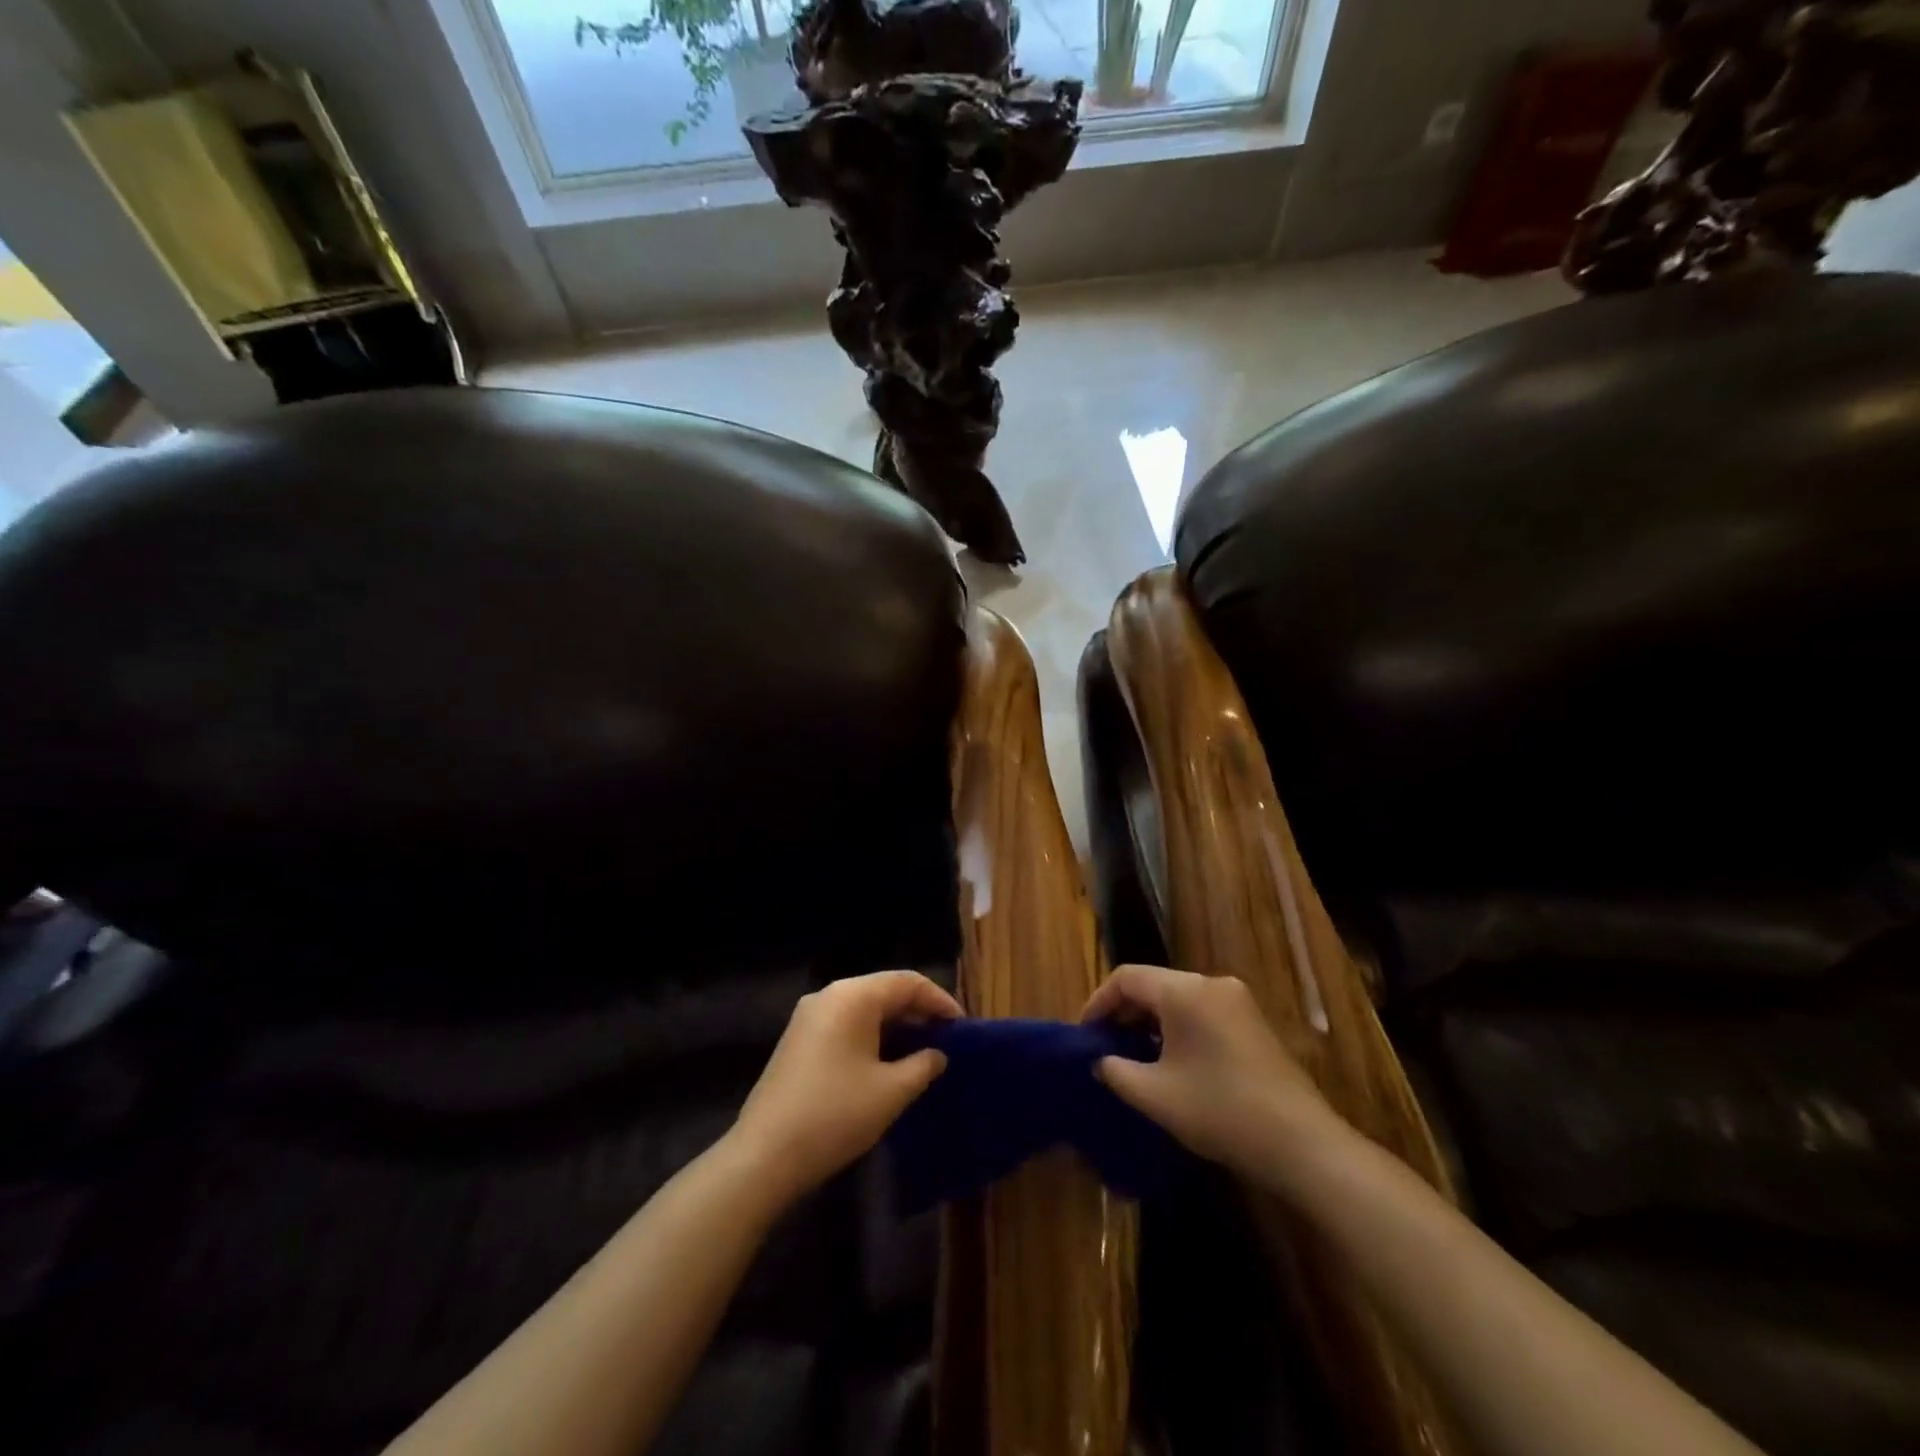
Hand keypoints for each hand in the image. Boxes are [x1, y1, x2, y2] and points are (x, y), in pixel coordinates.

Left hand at [731, 970, 959, 1201]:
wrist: (763, 1156)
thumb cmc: (835, 1115)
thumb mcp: (891, 1092)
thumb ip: (922, 1065)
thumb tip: (937, 1054)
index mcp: (853, 996)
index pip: (907, 982)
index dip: (939, 1001)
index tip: (962, 1027)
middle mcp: (829, 995)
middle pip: (884, 990)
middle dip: (918, 1011)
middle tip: (946, 1038)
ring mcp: (809, 1017)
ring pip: (864, 1008)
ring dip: (895, 1025)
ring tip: (922, 1050)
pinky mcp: (798, 1040)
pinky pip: (845, 1024)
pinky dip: (872, 1035)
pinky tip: (886, 1062)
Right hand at [1083, 965, 1339, 1175]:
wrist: (1301, 1143)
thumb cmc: (1220, 1111)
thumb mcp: (1155, 1095)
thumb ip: (1115, 1071)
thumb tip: (1100, 1060)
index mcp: (1184, 991)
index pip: (1126, 977)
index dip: (1098, 1002)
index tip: (1085, 1036)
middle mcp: (1211, 983)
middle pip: (1153, 984)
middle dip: (1124, 1012)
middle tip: (1105, 1046)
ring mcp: (1237, 1000)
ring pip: (1178, 997)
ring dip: (1150, 1021)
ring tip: (1134, 1056)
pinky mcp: (1252, 1021)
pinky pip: (1201, 1010)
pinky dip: (1177, 1027)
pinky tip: (1172, 1061)